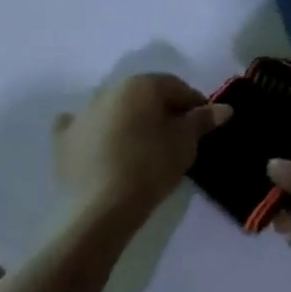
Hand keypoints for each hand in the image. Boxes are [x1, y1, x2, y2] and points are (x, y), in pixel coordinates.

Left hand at [54, 74, 230, 221]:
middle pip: (145, 95)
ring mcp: (83, 113)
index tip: (204, 125)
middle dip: (162, 111)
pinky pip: (84, 127)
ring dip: (131, 120)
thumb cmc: (152, 166)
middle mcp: (109, 90)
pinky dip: (96, 132)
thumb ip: (203, 120)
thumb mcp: (186, 142)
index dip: (194, 104)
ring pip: (116, 109)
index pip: (176, 86)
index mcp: (141, 86)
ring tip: (144, 147)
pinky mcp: (65, 138)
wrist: (103, 206)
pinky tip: (103, 145)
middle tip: (177, 137)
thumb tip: (225, 108)